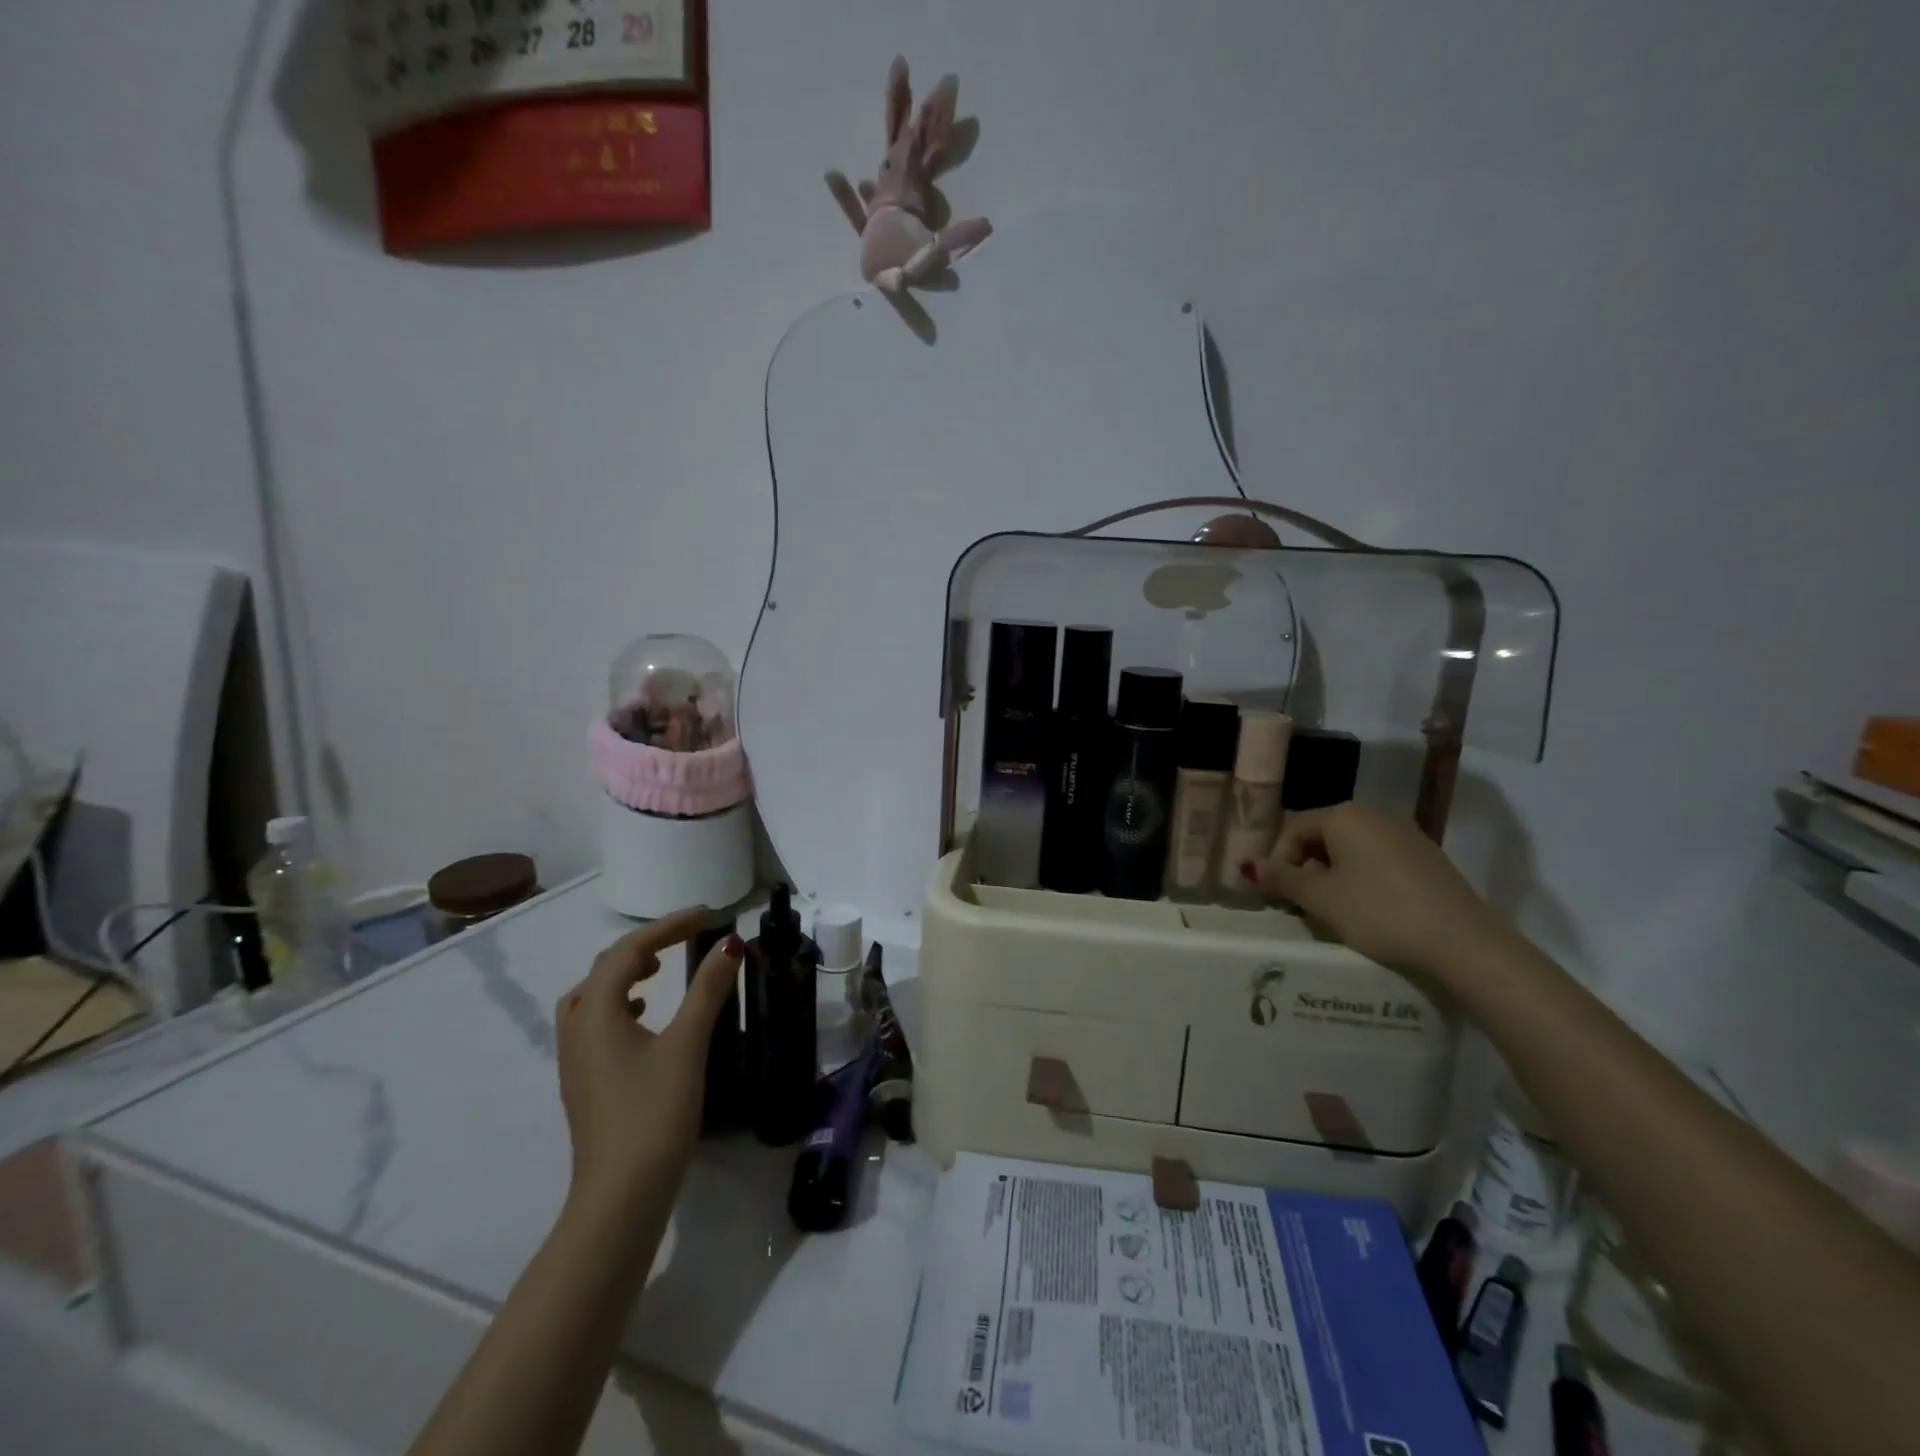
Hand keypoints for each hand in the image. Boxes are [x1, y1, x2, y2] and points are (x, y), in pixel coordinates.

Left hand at [553, 908, 743, 1215]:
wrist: (620, 1196)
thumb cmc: (654, 1113)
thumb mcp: (687, 1045)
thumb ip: (707, 990)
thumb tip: (730, 944)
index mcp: (596, 1012)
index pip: (629, 950)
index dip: (669, 926)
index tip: (708, 915)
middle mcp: (577, 1028)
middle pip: (606, 968)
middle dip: (647, 944)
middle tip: (688, 936)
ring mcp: (576, 1058)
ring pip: (594, 996)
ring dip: (627, 973)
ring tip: (660, 968)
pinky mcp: (585, 1080)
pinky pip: (596, 1021)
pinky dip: (621, 1004)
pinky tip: (646, 1017)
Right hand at [1242, 803, 1511, 983]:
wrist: (1463, 942)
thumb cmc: (1379, 912)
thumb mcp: (1320, 898)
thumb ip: (1281, 879)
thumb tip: (1248, 866)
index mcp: (1344, 816)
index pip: (1293, 829)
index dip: (1278, 861)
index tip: (1278, 895)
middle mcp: (1375, 815)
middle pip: (1322, 836)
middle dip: (1305, 868)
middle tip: (1301, 904)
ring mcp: (1406, 835)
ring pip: (1352, 849)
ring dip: (1333, 875)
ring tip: (1333, 910)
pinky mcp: (1428, 858)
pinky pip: (1379, 860)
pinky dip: (1363, 879)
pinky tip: (1369, 909)